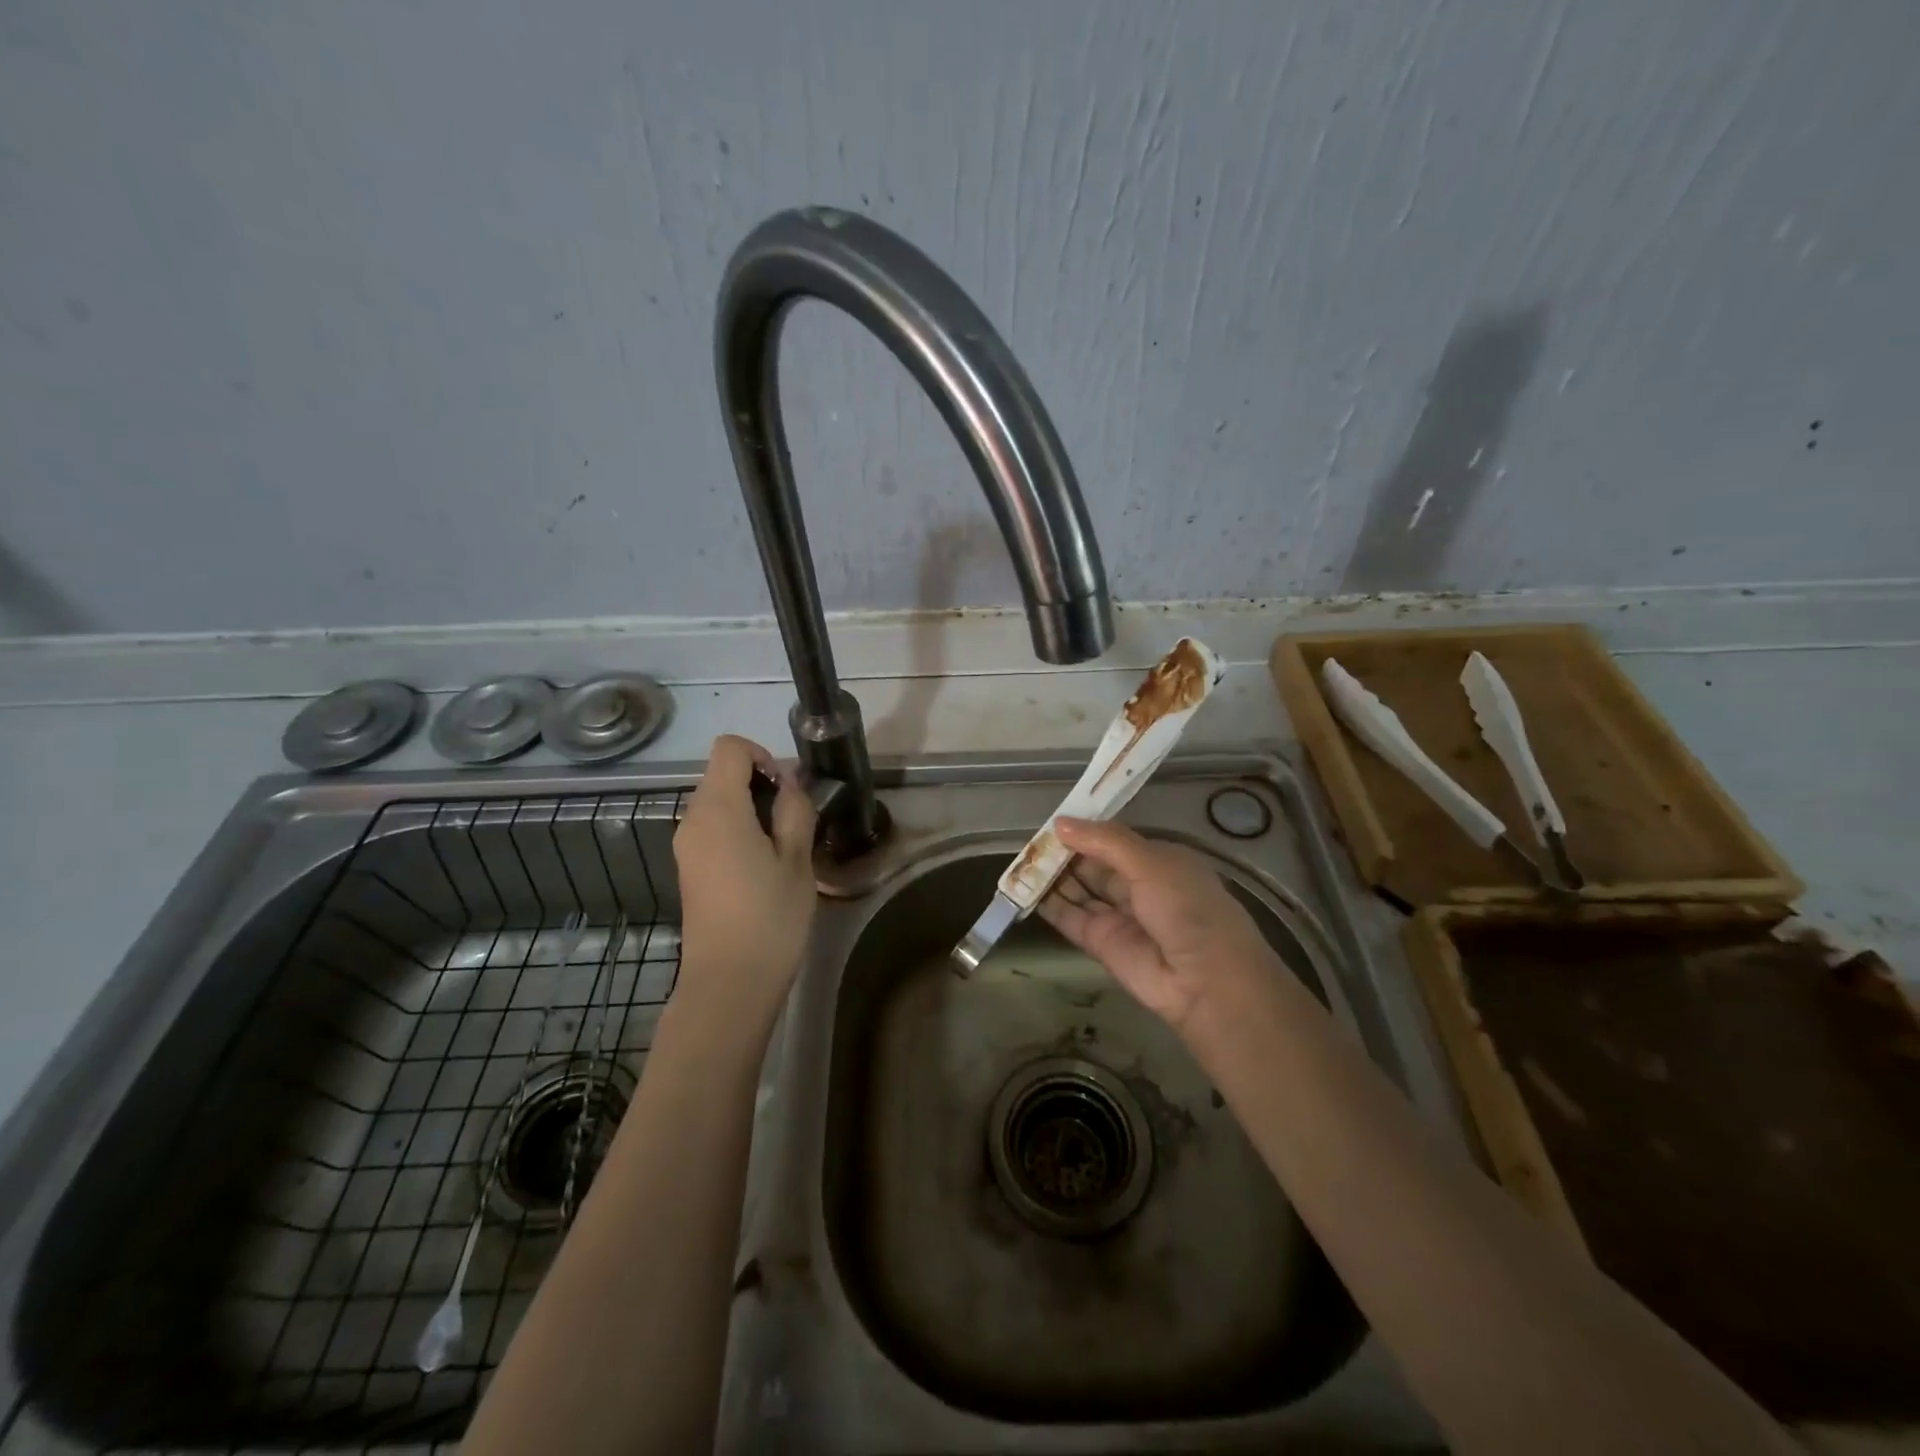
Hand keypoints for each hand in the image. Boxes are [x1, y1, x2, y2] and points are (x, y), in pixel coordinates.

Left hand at [672, 735, 816, 1020]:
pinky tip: (763, 867)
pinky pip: (712, 829)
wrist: (729, 983)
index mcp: (718, 809)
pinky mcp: (688, 869)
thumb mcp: (797, 858)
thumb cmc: (770, 917)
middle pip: (722, 774)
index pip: (729, 748)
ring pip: (718, 803)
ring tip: (783, 848)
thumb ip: (794, 810)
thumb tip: (788, 783)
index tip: (787, 790)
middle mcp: (692, 819)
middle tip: (794, 822)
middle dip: (761, 784)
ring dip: (751, 809)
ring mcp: (686, 846)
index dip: (762, 755)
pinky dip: (738, 831)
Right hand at [1037, 817, 1276, 1035]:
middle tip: (1030, 841)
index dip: (1085, 830)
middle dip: (1065, 852)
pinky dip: (1049, 905)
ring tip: (1021, 862)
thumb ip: (1105, 841)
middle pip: (1093, 864)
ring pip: (1079, 890)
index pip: (1114, 840)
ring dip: (1053, 877)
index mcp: (1158, 862)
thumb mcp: (1150, 863)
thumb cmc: (1187, 908)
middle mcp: (1138, 887)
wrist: (1205, 981)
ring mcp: (1118, 916)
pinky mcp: (1100, 944)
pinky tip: (1024, 890)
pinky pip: (1070, 918)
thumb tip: (1060, 824)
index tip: (1053, 821)